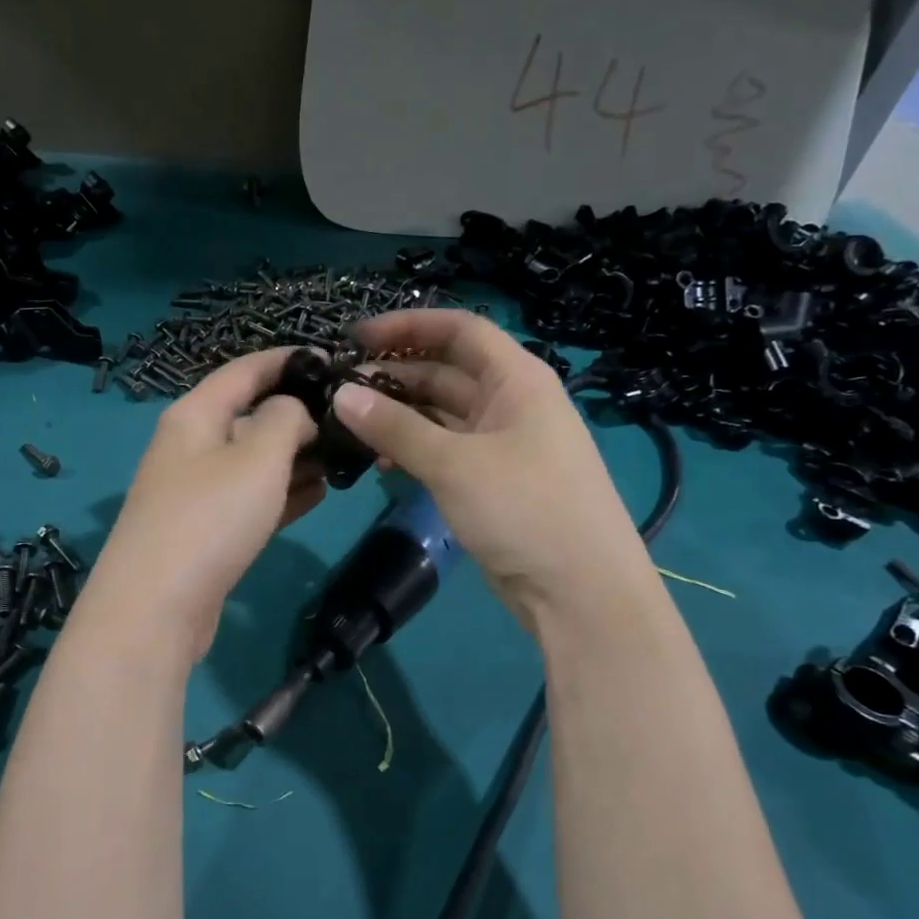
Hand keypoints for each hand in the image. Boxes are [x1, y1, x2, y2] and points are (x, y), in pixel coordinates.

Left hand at [85, 347, 323, 661]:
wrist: (155, 608)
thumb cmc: (210, 518)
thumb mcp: (258, 456)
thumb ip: (285, 419)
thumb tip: (294, 411)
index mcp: (194, 415)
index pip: (244, 370)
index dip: (287, 360)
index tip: (331, 360)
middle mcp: (190, 446)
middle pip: (250, 416)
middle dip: (298, 415)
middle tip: (348, 421)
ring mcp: (195, 492)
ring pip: (253, 461)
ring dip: (296, 458)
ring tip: (343, 458)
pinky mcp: (205, 531)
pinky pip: (250, 499)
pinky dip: (282, 494)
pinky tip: (318, 494)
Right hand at [332, 310, 648, 633]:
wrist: (579, 591)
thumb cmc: (525, 509)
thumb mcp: (454, 464)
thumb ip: (395, 427)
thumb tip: (341, 395)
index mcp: (516, 379)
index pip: (459, 330)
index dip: (407, 327)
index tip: (357, 339)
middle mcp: (509, 402)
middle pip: (445, 371)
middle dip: (394, 376)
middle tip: (340, 390)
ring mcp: (500, 444)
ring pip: (440, 414)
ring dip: (398, 417)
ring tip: (349, 427)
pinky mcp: (490, 481)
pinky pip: (443, 451)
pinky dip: (412, 451)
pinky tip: (379, 465)